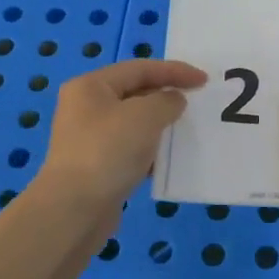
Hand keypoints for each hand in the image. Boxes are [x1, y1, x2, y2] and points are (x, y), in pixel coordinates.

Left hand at [37, 58, 205, 209]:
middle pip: (134, 93)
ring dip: (160, 125)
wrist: (75, 210)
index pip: (139, 68)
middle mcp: (86, 108)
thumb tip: (173, 101)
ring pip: (133, 123)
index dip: (174, 71)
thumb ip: (166, 101)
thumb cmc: (108, 151)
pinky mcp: (96, 166)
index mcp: (91, 86)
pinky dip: (150, 150)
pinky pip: (130, 149)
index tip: (204, 81)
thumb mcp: (145, 116)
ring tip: (186, 130)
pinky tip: (168, 160)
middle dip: (166, 96)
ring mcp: (89, 138)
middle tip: (197, 103)